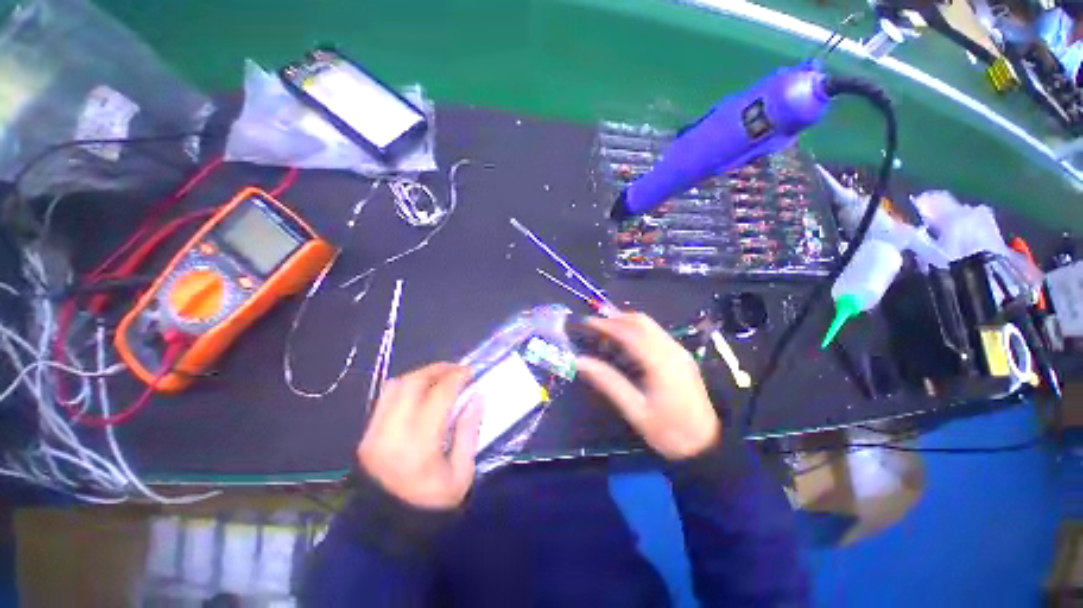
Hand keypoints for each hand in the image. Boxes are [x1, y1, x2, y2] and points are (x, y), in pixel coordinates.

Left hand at [358, 363, 483, 509]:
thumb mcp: (462, 474)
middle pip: (412, 383)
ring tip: (440, 377)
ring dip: (420, 375)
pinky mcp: (365, 435)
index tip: (471, 372)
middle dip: (438, 369)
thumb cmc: (431, 506)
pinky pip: (386, 398)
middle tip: (456, 369)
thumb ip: (469, 431)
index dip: (457, 377)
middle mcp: (391, 433)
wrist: (385, 532)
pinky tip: (421, 392)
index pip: (438, 396)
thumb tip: (477, 396)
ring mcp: (373, 433)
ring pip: (395, 386)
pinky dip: (406, 387)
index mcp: (419, 446)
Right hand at [576, 313, 720, 459]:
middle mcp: (672, 350)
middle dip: (616, 318)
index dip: (606, 324)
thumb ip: (608, 382)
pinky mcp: (682, 356)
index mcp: (661, 363)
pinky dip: (637, 330)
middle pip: (642, 321)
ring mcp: (679, 351)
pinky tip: (625, 342)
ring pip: (650, 325)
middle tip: (594, 325)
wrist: (708, 445)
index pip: (630, 333)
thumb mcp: (635, 411)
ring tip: (605, 332)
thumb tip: (580, 361)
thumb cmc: (669, 431)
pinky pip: (656, 333)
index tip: (587, 322)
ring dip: (626, 322)